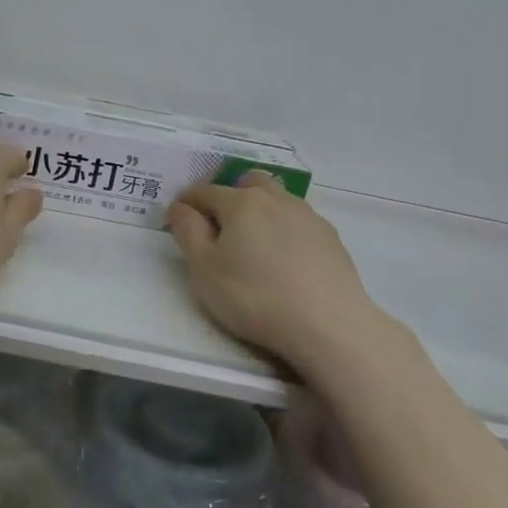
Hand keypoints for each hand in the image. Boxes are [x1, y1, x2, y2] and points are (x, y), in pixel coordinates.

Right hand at [168, 173, 379, 364]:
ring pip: (277, 199)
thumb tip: (182, 207)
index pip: (205, 192)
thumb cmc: (255, 297)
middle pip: (248, 183)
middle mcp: (276, 199)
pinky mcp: (330, 238)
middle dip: (230, 195)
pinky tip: (285, 261)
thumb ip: (188, 232)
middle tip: (220, 227)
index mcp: (241, 202)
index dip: (186, 204)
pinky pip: (298, 222)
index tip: (177, 221)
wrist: (328, 324)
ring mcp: (308, 216)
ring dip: (260, 211)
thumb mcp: (204, 269)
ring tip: (254, 245)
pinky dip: (285, 231)